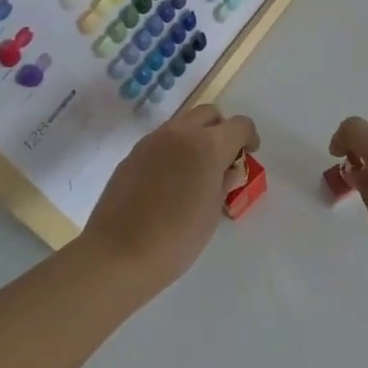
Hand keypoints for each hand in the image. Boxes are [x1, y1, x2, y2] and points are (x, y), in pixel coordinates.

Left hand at [82, 104, 260, 287]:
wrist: (119, 254)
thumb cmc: (177, 238)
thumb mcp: (212, 212)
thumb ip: (224, 182)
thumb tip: (228, 169)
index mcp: (208, 145)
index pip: (239, 125)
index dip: (249, 137)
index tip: (248, 155)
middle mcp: (180, 133)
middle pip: (209, 114)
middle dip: (221, 130)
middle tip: (222, 159)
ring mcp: (152, 140)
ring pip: (183, 123)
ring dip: (196, 137)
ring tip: (195, 170)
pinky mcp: (132, 154)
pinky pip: (161, 140)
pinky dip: (173, 149)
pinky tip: (169, 180)